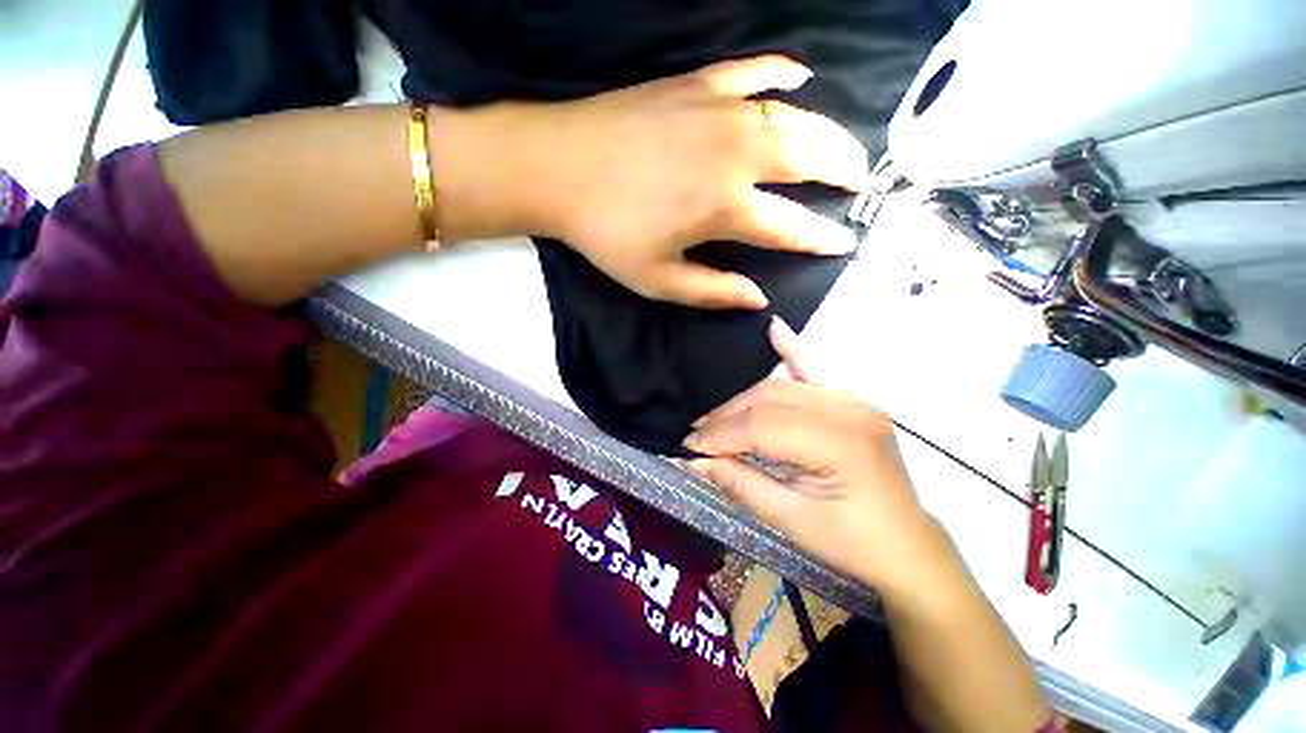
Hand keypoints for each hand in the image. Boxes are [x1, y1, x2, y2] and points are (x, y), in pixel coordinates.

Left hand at [520, 55, 868, 308]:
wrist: (559, 168)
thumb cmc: (607, 232)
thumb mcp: (659, 280)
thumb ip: (713, 291)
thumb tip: (758, 299)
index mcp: (725, 207)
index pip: (789, 226)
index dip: (820, 237)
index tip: (844, 241)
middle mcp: (735, 154)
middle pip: (807, 158)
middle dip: (842, 171)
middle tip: (859, 182)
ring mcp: (718, 111)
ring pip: (792, 115)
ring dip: (827, 130)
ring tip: (844, 145)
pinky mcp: (696, 83)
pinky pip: (753, 70)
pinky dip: (782, 71)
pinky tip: (801, 77)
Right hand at [685, 318, 941, 589]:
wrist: (905, 548)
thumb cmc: (851, 543)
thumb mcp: (791, 520)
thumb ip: (741, 482)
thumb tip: (696, 460)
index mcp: (840, 444)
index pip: (763, 427)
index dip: (721, 435)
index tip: (689, 447)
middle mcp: (849, 410)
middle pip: (770, 399)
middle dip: (727, 418)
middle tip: (698, 437)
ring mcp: (853, 401)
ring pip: (781, 387)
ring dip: (743, 401)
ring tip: (715, 419)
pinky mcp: (850, 402)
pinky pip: (815, 371)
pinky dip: (792, 350)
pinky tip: (774, 329)